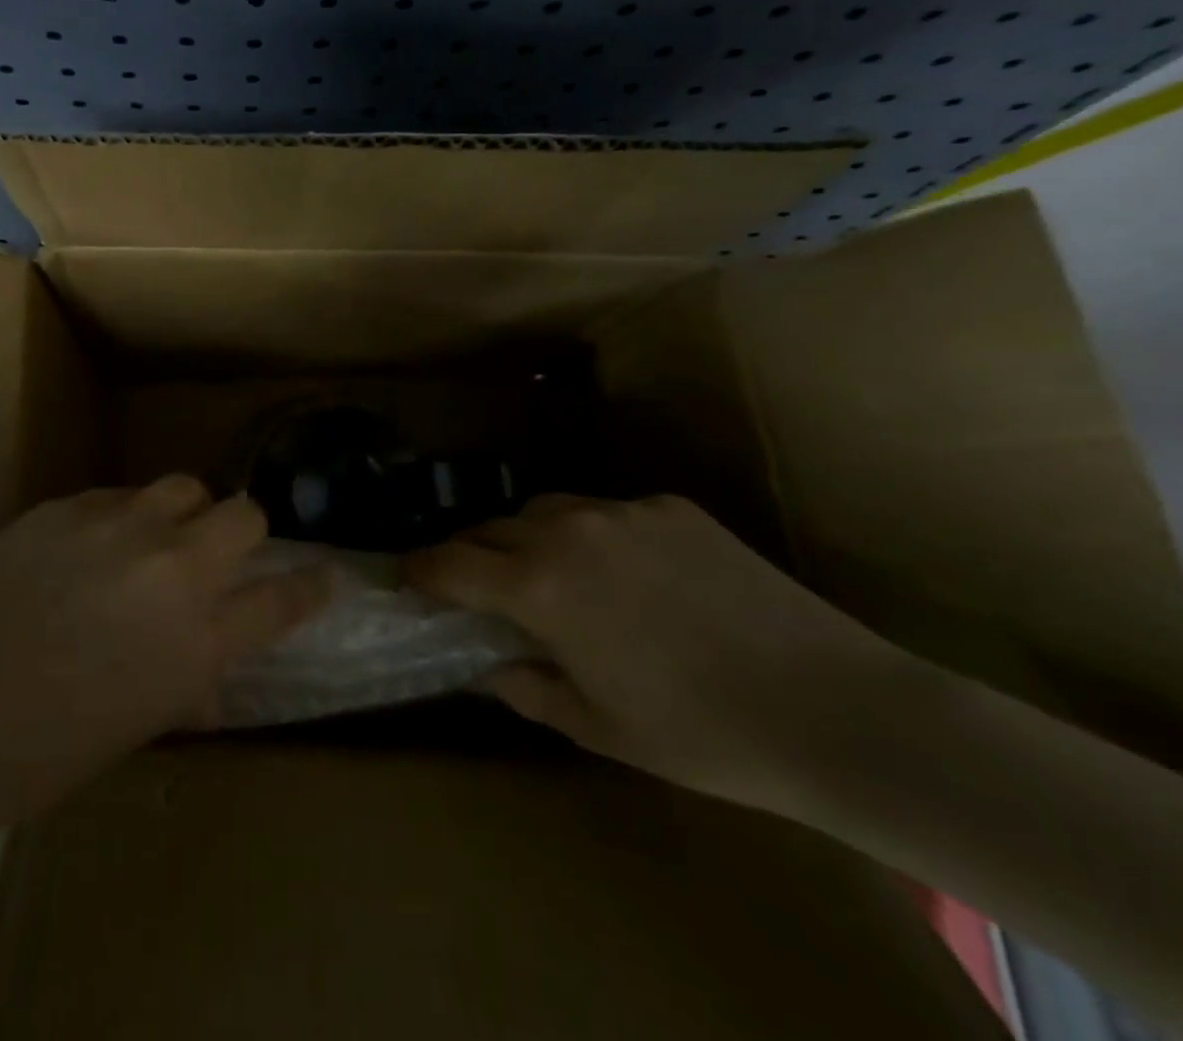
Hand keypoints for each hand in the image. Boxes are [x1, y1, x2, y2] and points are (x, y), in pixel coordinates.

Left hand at [0, 476, 331, 828]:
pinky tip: (91, 548)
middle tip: (218, 562)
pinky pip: (123, 496)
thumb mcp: (118, 739)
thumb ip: (175, 688)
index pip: (284, 600)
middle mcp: (172, 571)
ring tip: (157, 543)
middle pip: (247, 515)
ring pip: (186, 487)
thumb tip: (203, 671)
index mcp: (194, 645)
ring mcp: (120, 527)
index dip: (310, 587)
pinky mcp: (68, 504)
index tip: (322, 578)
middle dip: (244, 536)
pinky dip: (126, 517)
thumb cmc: (14, 758)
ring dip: (186, 513)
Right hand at [404, 494, 913, 811]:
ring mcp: (622, 511)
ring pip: (545, 510)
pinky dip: (593, 536)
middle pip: (489, 526)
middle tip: (477, 587)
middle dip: (470, 554)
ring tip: (550, 575)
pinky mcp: (670, 506)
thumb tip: (486, 664)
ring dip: (527, 538)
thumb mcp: (596, 727)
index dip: (418, 570)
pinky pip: (607, 512)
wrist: (837, 710)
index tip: (405, 580)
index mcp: (539, 586)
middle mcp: (567, 531)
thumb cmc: (701, 734)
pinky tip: (630, 575)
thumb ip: (524, 687)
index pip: (449, 562)